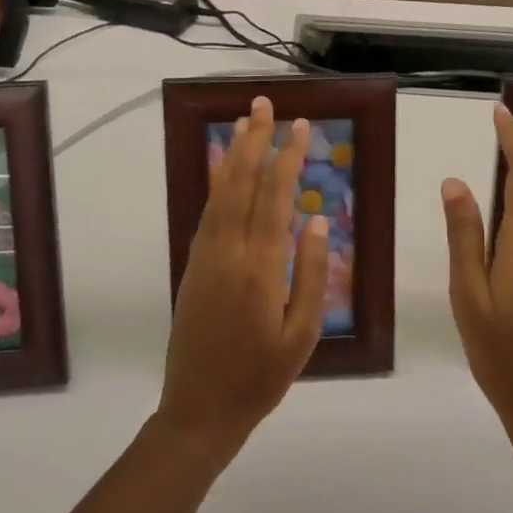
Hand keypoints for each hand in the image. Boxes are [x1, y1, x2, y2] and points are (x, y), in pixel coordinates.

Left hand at [157, 97, 328, 466]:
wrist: (198, 409)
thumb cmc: (259, 378)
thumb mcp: (301, 336)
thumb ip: (312, 276)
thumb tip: (319, 221)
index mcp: (260, 268)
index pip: (275, 198)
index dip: (287, 158)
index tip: (300, 126)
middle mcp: (228, 251)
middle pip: (242, 183)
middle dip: (255, 140)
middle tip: (264, 103)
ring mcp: (205, 256)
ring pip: (221, 192)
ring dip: (234, 154)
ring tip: (244, 121)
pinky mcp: (193, 265)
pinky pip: (207, 212)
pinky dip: (216, 183)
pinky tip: (223, 167)